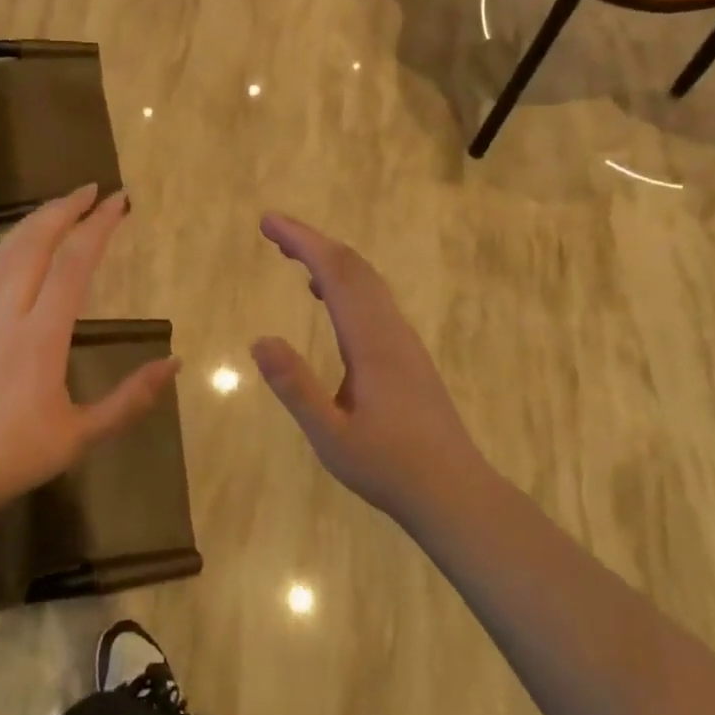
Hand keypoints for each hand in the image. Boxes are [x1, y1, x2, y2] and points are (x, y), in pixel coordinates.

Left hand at [0, 186, 179, 523]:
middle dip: (64, 209)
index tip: (119, 201)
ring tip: (57, 209)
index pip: (74, 264)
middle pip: (34, 242)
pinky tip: (7, 255)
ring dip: (32, 223)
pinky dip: (0, 253)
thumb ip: (130, 399)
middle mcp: (5, 312)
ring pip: (3, 252)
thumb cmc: (10, 458)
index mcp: (41, 335)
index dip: (98, 226)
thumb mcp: (80, 437)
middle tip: (90, 190)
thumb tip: (175, 363)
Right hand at [251, 214, 486, 526]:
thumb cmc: (390, 468)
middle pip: (353, 267)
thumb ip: (295, 388)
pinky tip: (326, 297)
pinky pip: (373, 299)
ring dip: (329, 259)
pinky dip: (344, 281)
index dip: (302, 241)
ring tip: (292, 254)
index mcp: (371, 341)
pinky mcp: (407, 353)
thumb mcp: (331, 437)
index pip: (335, 273)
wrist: (455, 492)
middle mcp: (390, 329)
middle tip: (272, 230)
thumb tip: (259, 340)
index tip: (268, 222)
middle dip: (312, 241)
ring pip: (366, 281)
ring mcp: (403, 339)